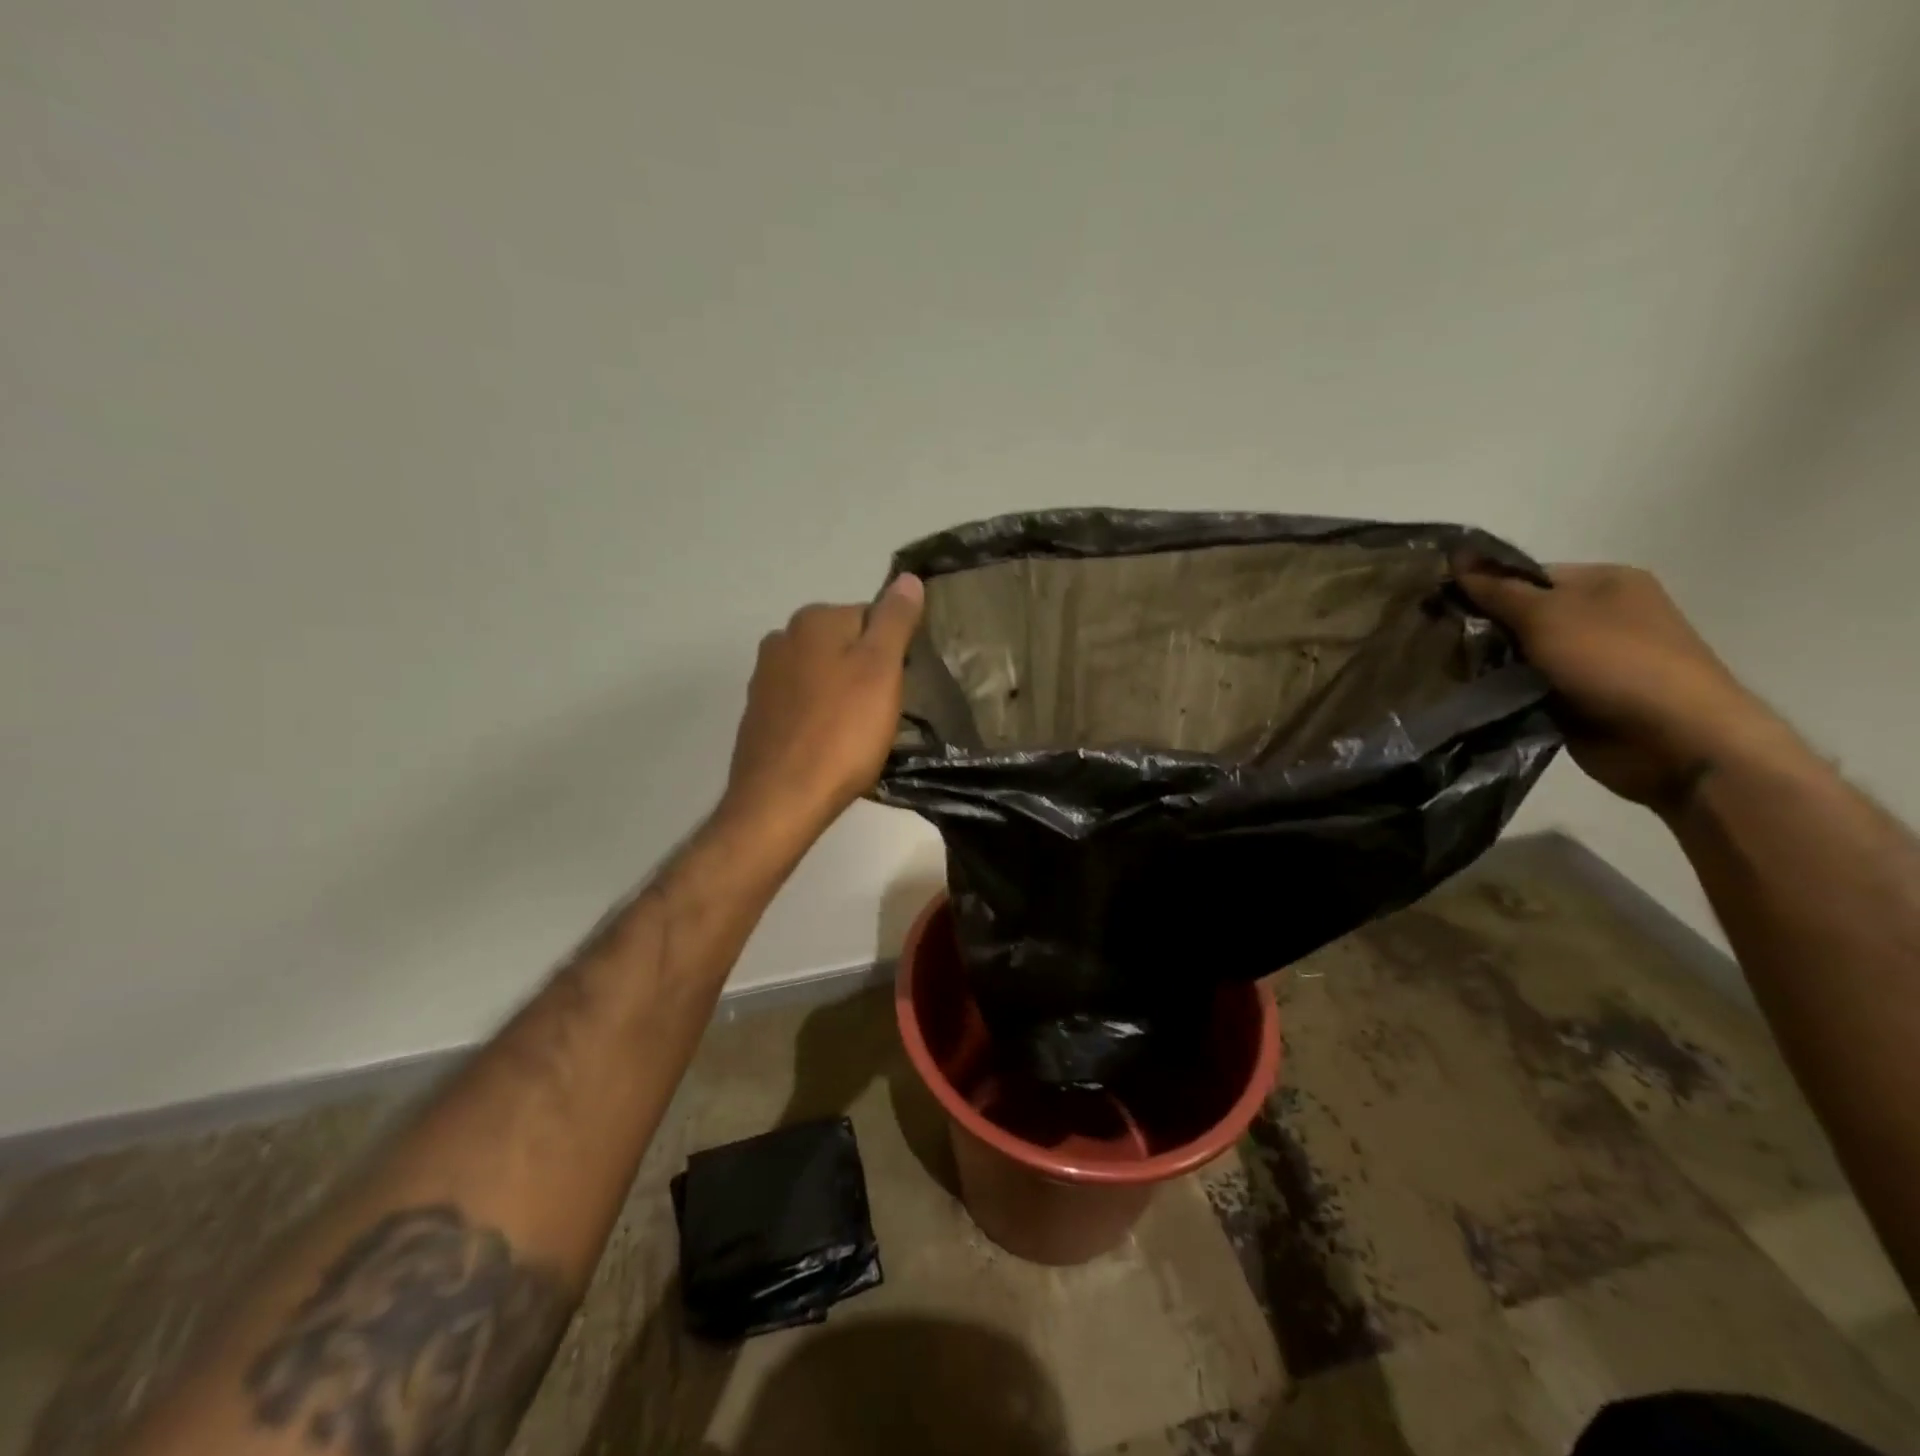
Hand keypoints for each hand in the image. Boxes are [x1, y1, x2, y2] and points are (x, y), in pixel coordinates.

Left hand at [723, 574, 925, 835]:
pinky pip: (803, 705)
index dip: (893, 652)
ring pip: (824, 676)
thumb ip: (895, 620)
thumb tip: (907, 578)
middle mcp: (782, 639)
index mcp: (814, 620)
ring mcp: (765, 678)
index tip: (899, 687)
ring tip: (859, 734)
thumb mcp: (882, 669)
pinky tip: (831, 746)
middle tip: (883, 713)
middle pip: (845, 645)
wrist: (782, 798)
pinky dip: (821, 718)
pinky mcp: (759, 715)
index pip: (871, 617)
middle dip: (867, 672)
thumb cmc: (842, 731)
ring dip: (844, 696)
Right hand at [1454, 559, 1778, 813]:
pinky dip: (1502, 692)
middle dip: (1480, 628)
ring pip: (1519, 655)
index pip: (1525, 575)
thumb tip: (1457, 556)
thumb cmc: (1614, 661)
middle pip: (1521, 615)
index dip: (1481, 587)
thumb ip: (1498, 590)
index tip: (1437, 606)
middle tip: (1433, 642)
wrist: (1673, 738)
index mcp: (1604, 582)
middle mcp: (1600, 616)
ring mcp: (1591, 661)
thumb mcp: (1547, 615)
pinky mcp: (1578, 699)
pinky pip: (1525, 688)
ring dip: (1488, 664)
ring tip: (1442, 671)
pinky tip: (1469, 695)